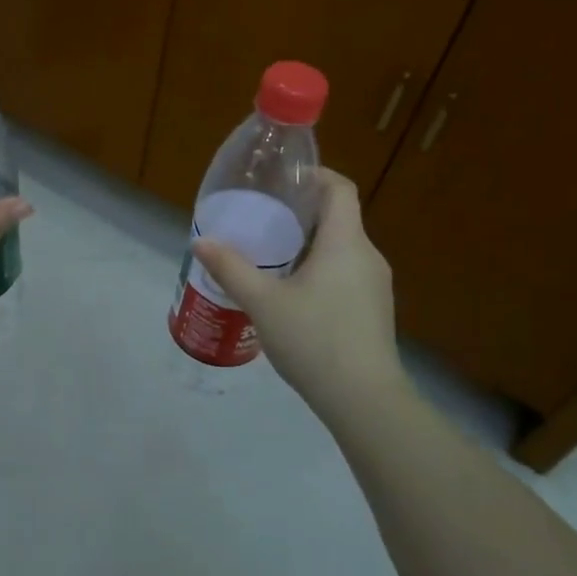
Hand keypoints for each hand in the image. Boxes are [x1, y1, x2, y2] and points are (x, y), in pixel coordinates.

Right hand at [192, 168, 409, 417]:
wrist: (364, 399)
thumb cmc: (314, 339)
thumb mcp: (263, 303)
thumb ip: (231, 269)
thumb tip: (201, 241)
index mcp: (346, 242)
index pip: (339, 188)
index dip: (313, 175)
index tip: (281, 181)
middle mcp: (367, 256)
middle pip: (338, 217)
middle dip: (301, 213)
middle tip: (262, 221)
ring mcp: (375, 285)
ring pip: (341, 248)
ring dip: (309, 245)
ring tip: (270, 258)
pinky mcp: (373, 310)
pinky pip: (345, 274)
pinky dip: (320, 270)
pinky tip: (292, 295)